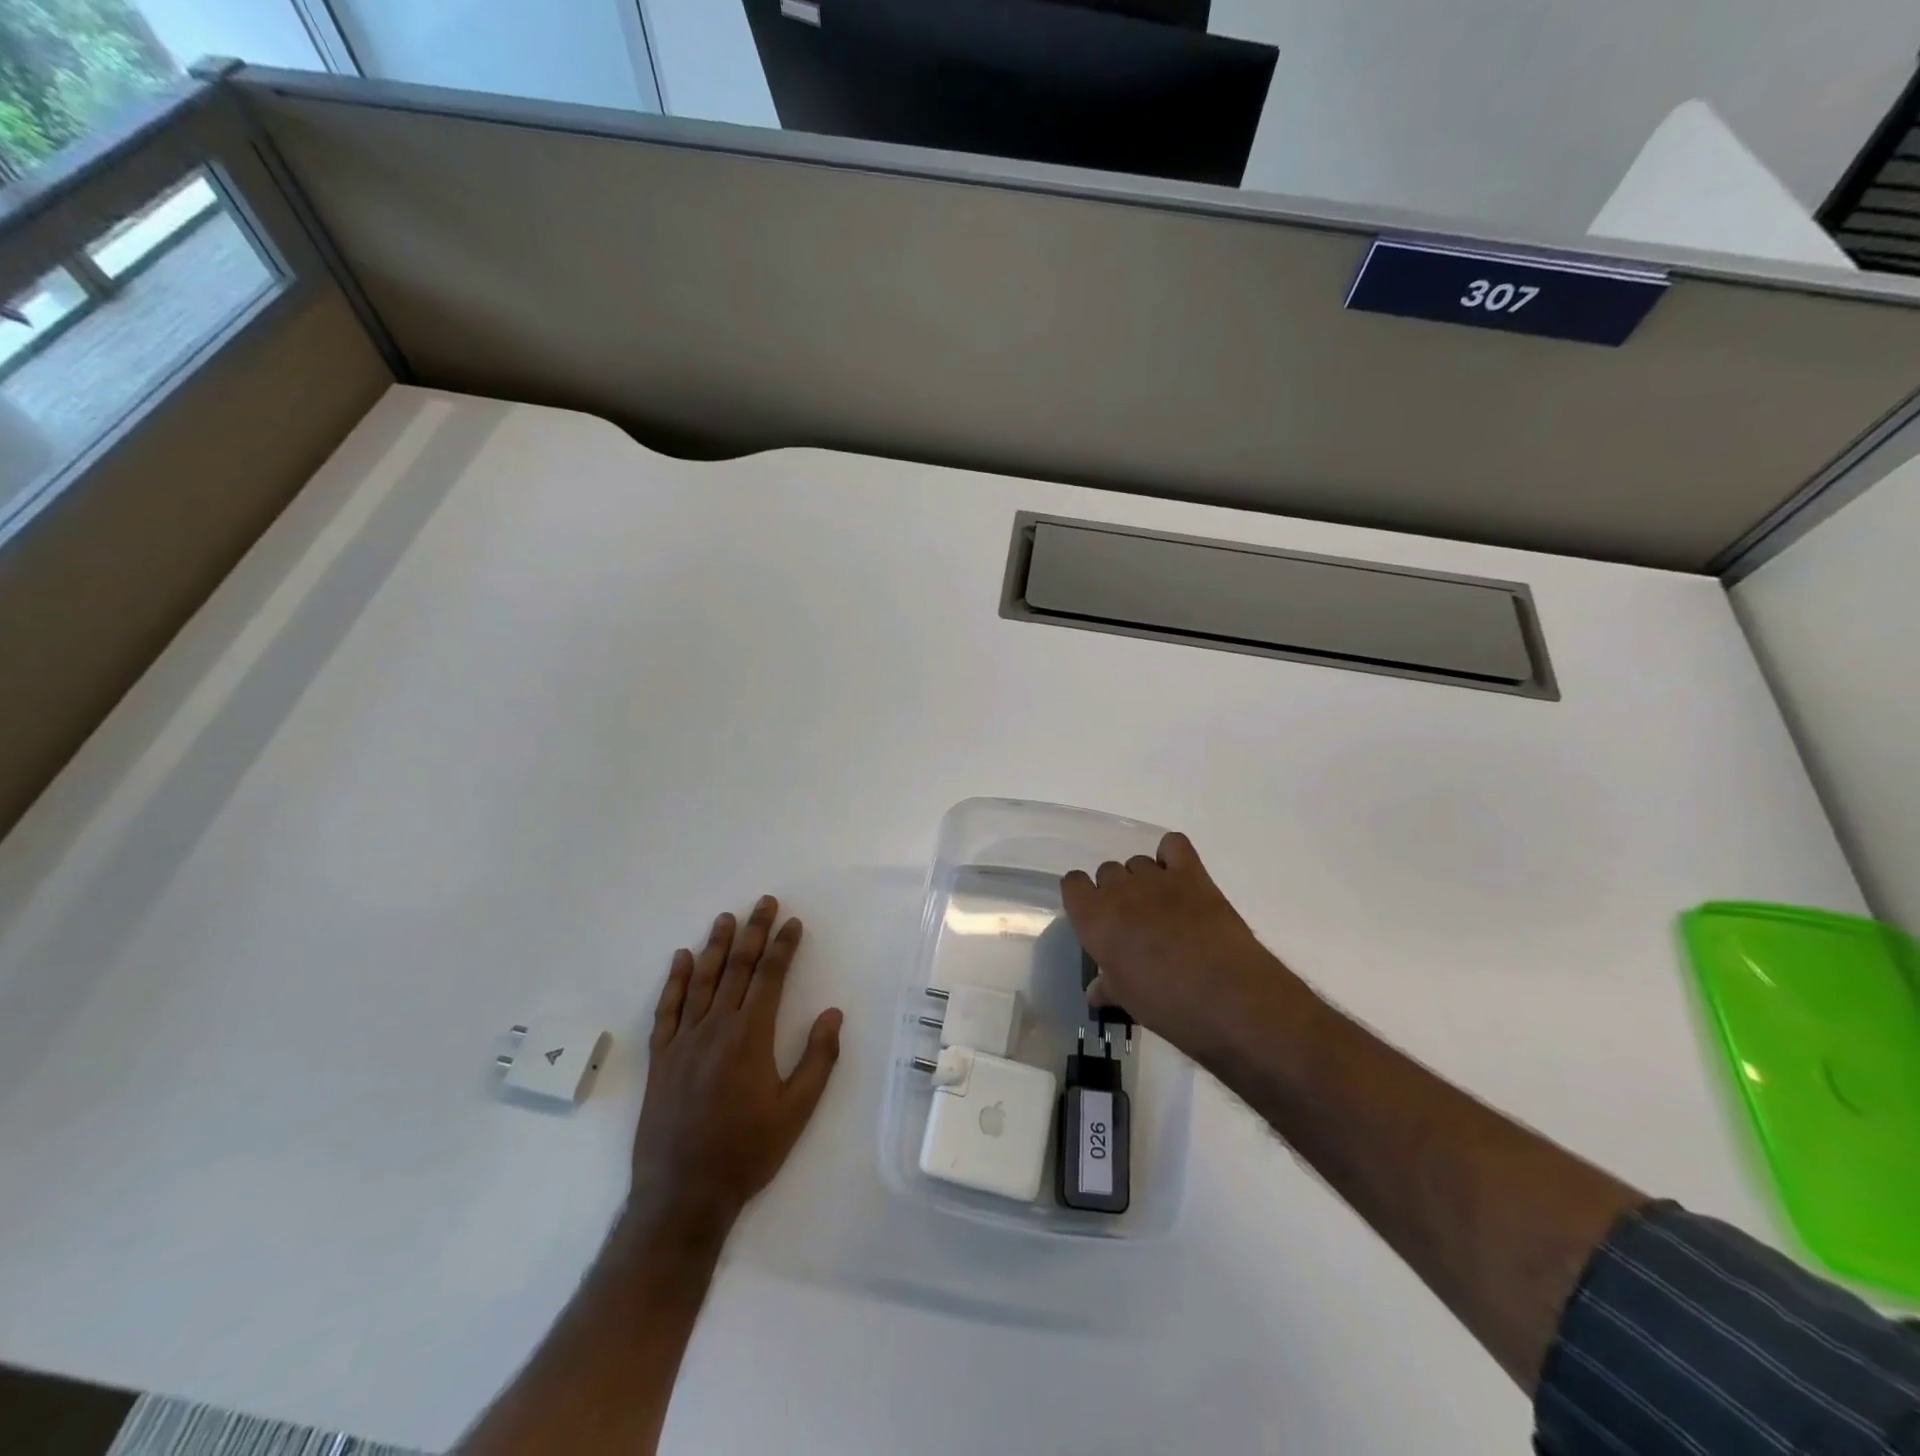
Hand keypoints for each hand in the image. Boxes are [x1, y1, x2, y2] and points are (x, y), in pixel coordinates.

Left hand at [625, 897, 842, 1238]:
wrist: (682, 1195)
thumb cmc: (747, 1152)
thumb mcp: (797, 1111)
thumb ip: (818, 1059)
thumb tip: (833, 1013)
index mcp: (750, 1036)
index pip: (769, 977)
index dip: (782, 947)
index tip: (792, 922)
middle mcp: (715, 1028)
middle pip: (737, 968)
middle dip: (753, 932)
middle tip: (763, 903)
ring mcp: (683, 1041)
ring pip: (702, 981)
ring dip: (716, 946)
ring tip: (726, 918)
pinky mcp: (661, 1058)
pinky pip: (667, 1009)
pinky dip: (675, 981)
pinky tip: (681, 959)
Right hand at [1061, 833, 1314, 1066]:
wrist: (1229, 997)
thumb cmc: (1169, 1006)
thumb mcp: (1129, 1001)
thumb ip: (1108, 987)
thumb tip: (1095, 992)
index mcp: (1095, 920)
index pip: (1072, 884)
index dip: (1083, 898)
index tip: (1095, 917)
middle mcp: (1120, 891)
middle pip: (1107, 871)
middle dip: (1116, 892)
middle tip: (1134, 922)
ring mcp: (1157, 878)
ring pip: (1138, 862)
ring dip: (1144, 880)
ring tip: (1162, 907)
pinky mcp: (1192, 873)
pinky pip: (1173, 845)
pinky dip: (1171, 855)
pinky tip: (1179, 878)